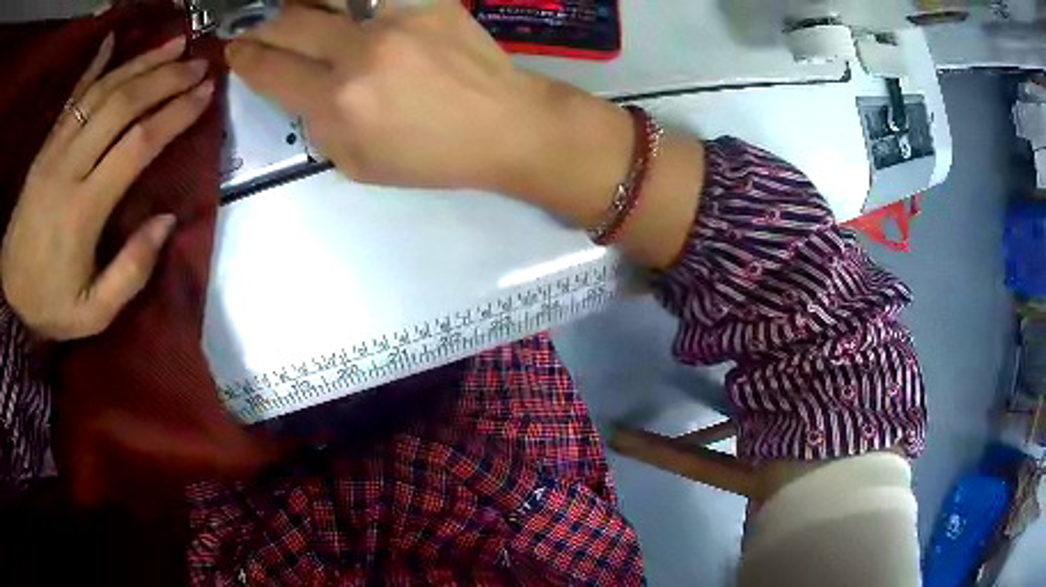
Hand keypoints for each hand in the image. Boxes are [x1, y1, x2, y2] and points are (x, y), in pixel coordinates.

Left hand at [1, 34, 214, 340]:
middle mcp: (69, 166)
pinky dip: (94, 65)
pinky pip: (73, 97)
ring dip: (140, 62)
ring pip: (101, 91)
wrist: (8, 294)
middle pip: (122, 105)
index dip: (175, 113)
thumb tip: (167, 221)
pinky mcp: (45, 146)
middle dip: (165, 78)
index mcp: (83, 210)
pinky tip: (113, 40)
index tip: (205, 92)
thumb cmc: (48, 305)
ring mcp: (54, 150)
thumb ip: (130, 273)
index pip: (137, 144)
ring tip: (174, 44)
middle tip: (198, 62)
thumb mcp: (92, 313)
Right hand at [228, 0, 704, 268]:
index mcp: (339, 103)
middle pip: (289, 23)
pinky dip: (347, 3)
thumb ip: (319, 128)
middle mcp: (359, 53)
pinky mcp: (426, 1)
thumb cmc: (431, 156)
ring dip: (298, 4)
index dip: (246, 59)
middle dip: (260, 24)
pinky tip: (338, 10)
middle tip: (248, 24)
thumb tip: (301, 91)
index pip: (272, 71)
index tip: (235, 51)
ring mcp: (395, 19)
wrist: (503, 125)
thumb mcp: (359, 165)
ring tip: (287, 11)